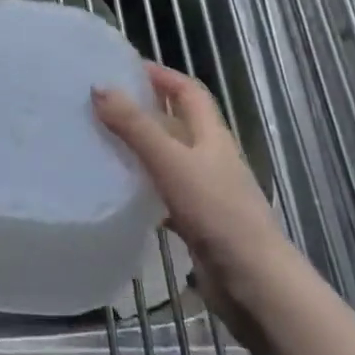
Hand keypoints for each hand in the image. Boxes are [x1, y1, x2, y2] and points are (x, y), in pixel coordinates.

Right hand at [93, 64, 285, 315]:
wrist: (256, 286)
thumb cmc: (218, 213)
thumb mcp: (172, 162)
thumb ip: (135, 126)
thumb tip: (99, 86)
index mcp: (212, 135)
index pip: (188, 91)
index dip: (161, 75)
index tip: (125, 67)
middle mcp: (211, 158)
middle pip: (178, 123)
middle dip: (145, 109)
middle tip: (103, 104)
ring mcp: (206, 193)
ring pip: (169, 160)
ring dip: (142, 150)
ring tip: (102, 142)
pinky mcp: (198, 225)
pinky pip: (165, 196)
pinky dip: (144, 190)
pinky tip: (119, 194)